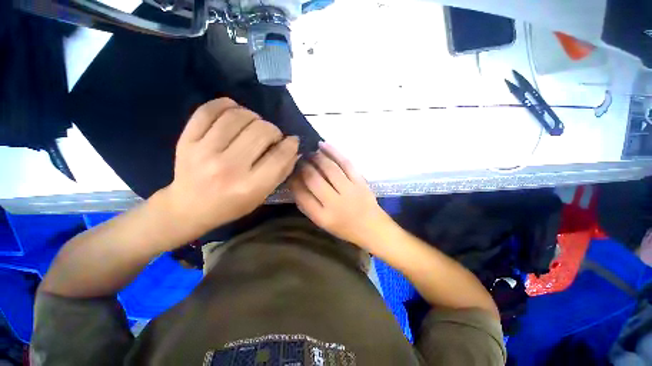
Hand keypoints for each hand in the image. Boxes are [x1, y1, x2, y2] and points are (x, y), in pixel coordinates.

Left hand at [160, 98, 299, 237]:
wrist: (189, 207)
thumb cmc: (232, 205)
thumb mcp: (263, 195)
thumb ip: (281, 171)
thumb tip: (293, 146)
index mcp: (250, 186)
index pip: (279, 156)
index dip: (290, 144)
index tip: (291, 141)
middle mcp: (228, 167)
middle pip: (261, 131)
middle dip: (273, 130)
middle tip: (271, 137)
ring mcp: (204, 151)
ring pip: (238, 116)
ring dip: (254, 116)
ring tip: (254, 125)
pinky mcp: (187, 140)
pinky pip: (208, 110)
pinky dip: (226, 105)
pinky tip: (234, 112)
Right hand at [289, 142, 390, 247]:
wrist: (371, 227)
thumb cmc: (344, 227)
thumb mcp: (322, 223)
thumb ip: (307, 205)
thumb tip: (295, 183)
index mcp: (322, 217)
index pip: (301, 195)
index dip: (293, 181)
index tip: (291, 172)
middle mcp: (335, 203)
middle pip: (314, 179)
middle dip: (303, 166)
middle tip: (299, 159)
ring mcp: (349, 190)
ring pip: (329, 168)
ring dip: (317, 157)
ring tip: (310, 152)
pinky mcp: (360, 181)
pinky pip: (345, 163)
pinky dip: (333, 152)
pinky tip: (323, 145)